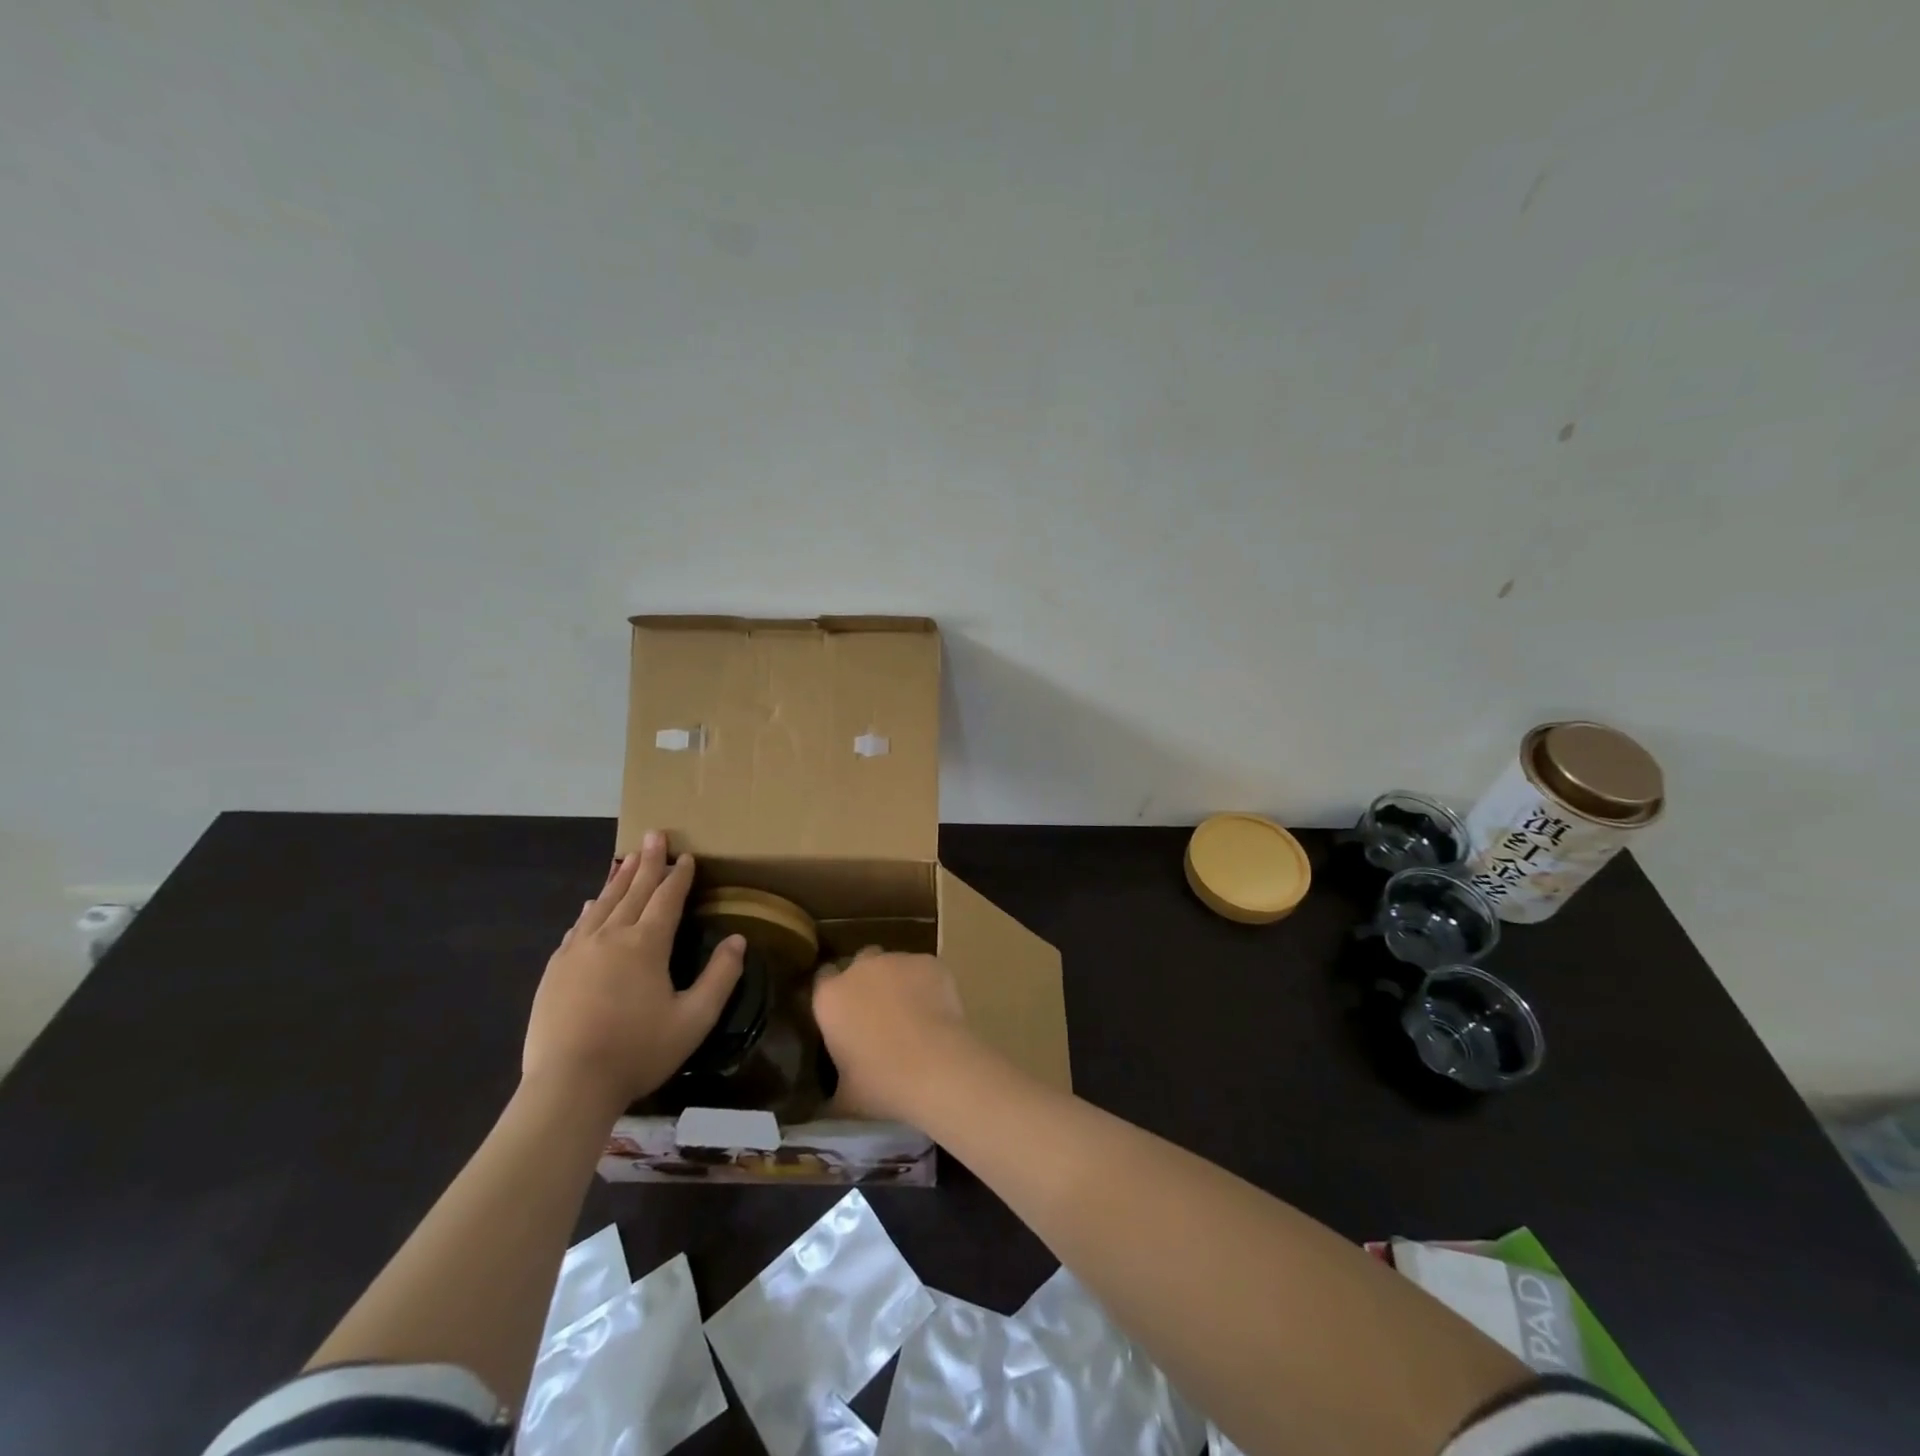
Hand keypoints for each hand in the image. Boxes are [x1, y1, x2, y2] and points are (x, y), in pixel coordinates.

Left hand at [522, 832, 744, 1116]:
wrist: (568, 1085)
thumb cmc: (638, 1051)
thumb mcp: (694, 1019)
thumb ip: (720, 976)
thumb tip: (738, 940)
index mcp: (646, 944)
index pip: (667, 898)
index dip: (679, 876)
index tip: (687, 856)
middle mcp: (611, 936)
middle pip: (633, 890)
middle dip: (648, 862)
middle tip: (655, 834)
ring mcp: (578, 951)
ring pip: (603, 904)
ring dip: (618, 879)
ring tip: (627, 858)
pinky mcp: (556, 970)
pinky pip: (577, 927)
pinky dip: (590, 910)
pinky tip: (591, 904)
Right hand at [811, 950, 972, 1121]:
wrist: (937, 1067)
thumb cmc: (882, 1085)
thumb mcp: (845, 1100)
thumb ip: (831, 1094)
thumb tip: (824, 1108)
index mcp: (830, 997)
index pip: (822, 980)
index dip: (833, 994)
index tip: (841, 1014)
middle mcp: (861, 969)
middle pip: (860, 963)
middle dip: (866, 981)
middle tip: (877, 1013)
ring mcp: (898, 960)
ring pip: (894, 964)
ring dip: (897, 982)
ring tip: (912, 1015)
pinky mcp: (930, 962)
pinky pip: (924, 970)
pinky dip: (927, 984)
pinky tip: (936, 1011)